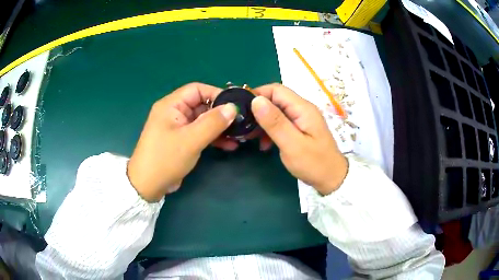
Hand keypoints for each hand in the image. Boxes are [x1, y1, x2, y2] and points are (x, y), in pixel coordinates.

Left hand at [127, 83, 236, 201]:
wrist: (148, 186)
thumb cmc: (166, 159)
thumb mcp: (191, 140)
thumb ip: (212, 122)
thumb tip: (233, 108)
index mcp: (171, 105)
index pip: (196, 90)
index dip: (216, 94)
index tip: (235, 104)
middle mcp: (174, 112)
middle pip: (201, 105)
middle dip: (221, 113)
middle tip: (240, 122)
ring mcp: (178, 127)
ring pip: (203, 120)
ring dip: (219, 127)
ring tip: (238, 135)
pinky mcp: (181, 141)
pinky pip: (200, 133)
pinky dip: (213, 138)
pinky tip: (229, 145)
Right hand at [251, 84, 347, 194]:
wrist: (331, 179)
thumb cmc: (314, 163)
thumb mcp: (292, 145)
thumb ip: (275, 122)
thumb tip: (256, 100)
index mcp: (303, 109)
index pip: (277, 90)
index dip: (258, 94)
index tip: (241, 107)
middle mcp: (302, 109)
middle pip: (276, 100)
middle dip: (258, 110)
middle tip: (244, 125)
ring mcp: (302, 119)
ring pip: (276, 112)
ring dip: (263, 122)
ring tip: (250, 136)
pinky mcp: (300, 129)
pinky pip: (281, 123)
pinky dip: (270, 130)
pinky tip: (264, 144)